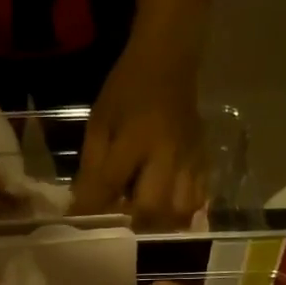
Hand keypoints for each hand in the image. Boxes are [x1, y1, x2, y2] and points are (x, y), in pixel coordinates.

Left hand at [71, 40, 206, 228]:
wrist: (169, 60)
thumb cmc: (128, 89)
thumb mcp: (99, 122)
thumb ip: (92, 166)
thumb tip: (81, 207)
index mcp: (136, 139)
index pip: (110, 185)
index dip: (92, 209)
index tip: (80, 223)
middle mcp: (168, 154)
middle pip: (153, 209)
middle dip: (133, 224)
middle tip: (120, 223)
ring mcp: (191, 160)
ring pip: (181, 211)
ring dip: (160, 223)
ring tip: (145, 220)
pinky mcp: (205, 161)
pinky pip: (199, 200)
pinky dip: (182, 213)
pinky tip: (167, 211)